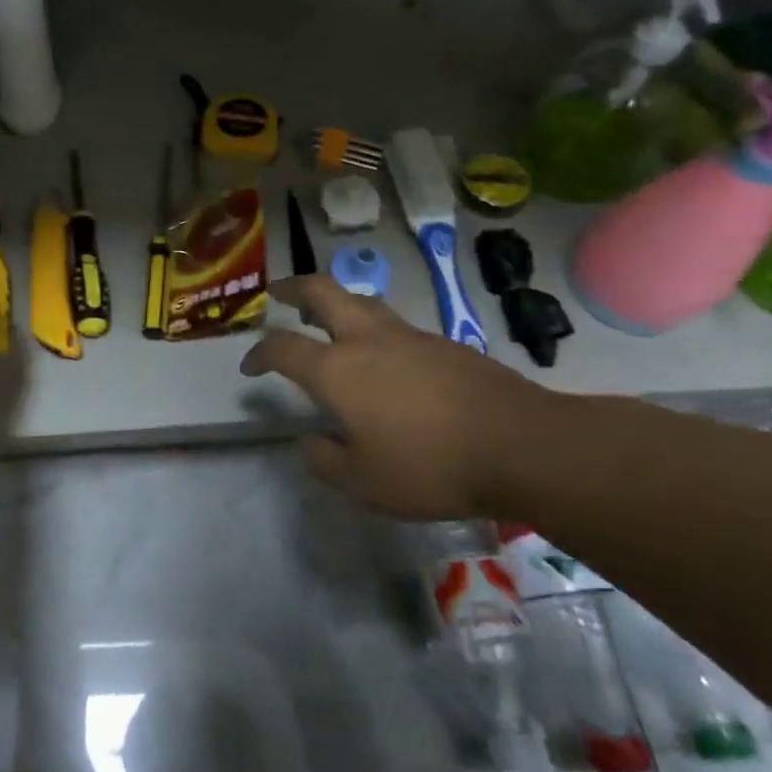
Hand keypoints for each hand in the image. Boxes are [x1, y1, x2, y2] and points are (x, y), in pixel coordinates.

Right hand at [240, 275, 554, 519]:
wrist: (522, 446)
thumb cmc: (430, 467)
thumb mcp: (363, 483)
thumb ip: (325, 460)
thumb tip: (309, 442)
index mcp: (337, 370)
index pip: (282, 347)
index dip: (258, 353)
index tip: (249, 367)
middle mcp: (368, 340)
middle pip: (323, 292)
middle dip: (294, 288)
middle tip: (280, 294)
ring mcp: (411, 336)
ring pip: (363, 302)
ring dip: (338, 304)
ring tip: (328, 321)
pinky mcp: (446, 344)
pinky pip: (398, 326)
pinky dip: (376, 330)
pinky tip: (387, 360)